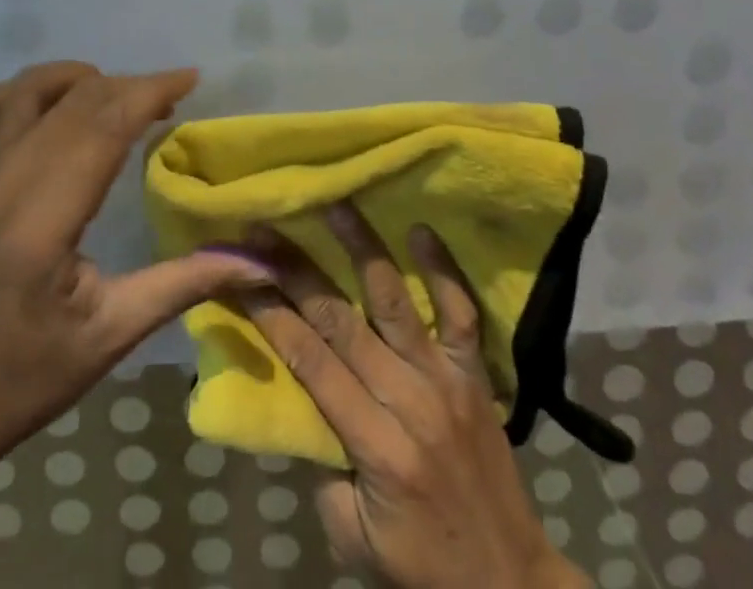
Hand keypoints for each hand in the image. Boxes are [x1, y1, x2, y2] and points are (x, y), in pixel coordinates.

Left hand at [0, 61, 272, 483]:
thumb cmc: (25, 380)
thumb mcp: (111, 337)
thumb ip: (184, 285)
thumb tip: (258, 263)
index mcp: (40, 224)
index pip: (102, 127)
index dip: (149, 92)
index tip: (190, 78)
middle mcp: (1, 185)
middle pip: (74, 101)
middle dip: (129, 86)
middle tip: (170, 100)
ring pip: (28, 90)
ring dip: (79, 79)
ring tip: (117, 99)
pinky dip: (22, 90)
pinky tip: (51, 108)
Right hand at [239, 204, 586, 588]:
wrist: (510, 584)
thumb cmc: (422, 566)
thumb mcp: (353, 539)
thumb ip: (322, 466)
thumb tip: (299, 398)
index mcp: (376, 446)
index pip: (311, 362)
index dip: (272, 314)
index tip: (242, 272)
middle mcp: (409, 400)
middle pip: (341, 321)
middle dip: (296, 271)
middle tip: (266, 230)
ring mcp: (446, 379)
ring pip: (396, 301)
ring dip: (362, 247)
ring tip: (336, 202)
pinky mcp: (475, 373)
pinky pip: (461, 313)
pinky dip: (443, 270)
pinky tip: (422, 230)